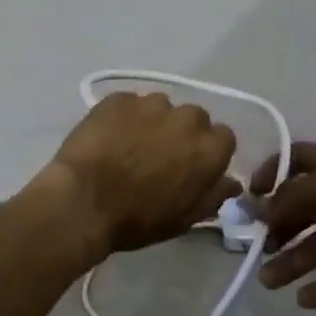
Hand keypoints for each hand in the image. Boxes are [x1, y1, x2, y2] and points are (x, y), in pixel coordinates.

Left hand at [45, 92, 239, 254]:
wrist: (83, 200)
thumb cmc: (138, 218)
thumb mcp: (183, 218)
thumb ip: (213, 195)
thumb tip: (231, 182)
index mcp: (208, 148)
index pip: (223, 138)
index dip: (207, 152)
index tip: (191, 167)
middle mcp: (186, 117)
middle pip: (193, 119)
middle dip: (182, 134)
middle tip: (160, 156)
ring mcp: (150, 103)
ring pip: (161, 108)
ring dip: (153, 122)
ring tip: (130, 145)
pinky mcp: (119, 97)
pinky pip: (130, 104)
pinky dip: (125, 117)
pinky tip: (109, 137)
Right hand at [255, 143, 315, 306]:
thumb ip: (292, 196)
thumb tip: (263, 209)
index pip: (296, 160)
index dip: (272, 172)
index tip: (251, 196)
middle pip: (303, 207)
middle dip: (278, 225)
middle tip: (256, 248)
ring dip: (293, 260)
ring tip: (268, 281)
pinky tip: (303, 301)